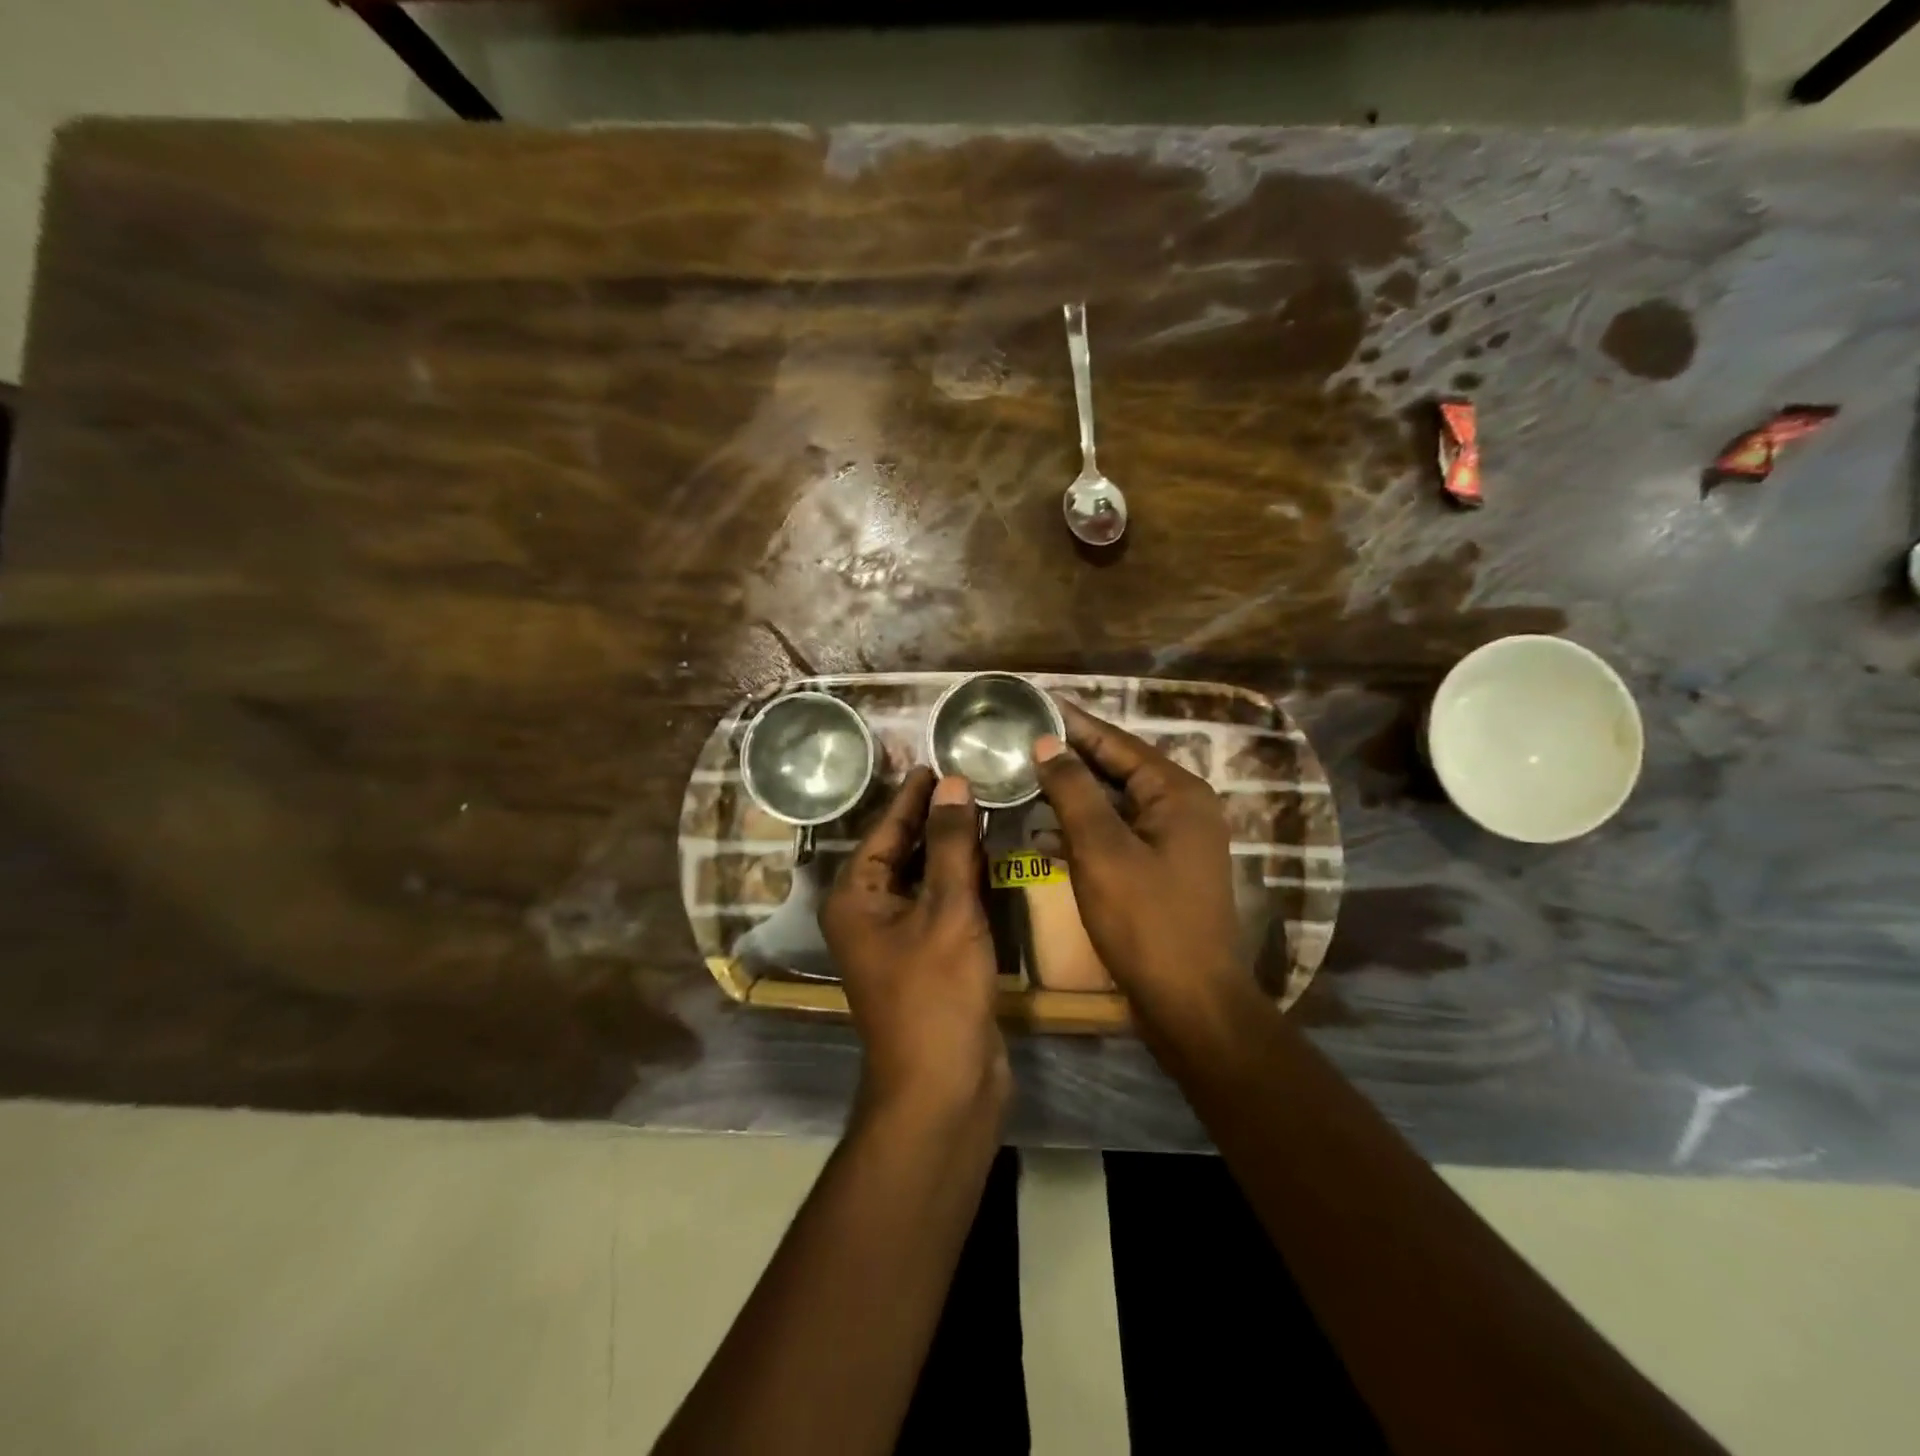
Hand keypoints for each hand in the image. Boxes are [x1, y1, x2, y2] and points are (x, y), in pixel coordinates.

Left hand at [820, 768, 1009, 1126]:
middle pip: (902, 850)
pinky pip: (941, 904)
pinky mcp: (926, 957)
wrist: (943, 1088)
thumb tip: (952, 783)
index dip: (912, 794)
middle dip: (934, 817)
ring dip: (951, 847)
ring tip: (982, 808)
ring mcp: (897, 938)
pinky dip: (961, 881)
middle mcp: (869, 912)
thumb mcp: (946, 909)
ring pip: (924, 877)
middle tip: (967, 777)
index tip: (934, 759)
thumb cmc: (937, 993)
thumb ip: (949, 844)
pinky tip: (988, 860)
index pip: (885, 828)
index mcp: (857, 896)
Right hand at [1032, 701, 1243, 1019]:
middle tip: (1018, 741)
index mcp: (1176, 793)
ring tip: (1021, 778)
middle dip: (1068, 757)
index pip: (1116, 742)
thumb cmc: (1146, 921)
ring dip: (1071, 795)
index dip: (1072, 722)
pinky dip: (1082, 831)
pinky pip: (1116, 835)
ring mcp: (1173, 842)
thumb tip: (1048, 743)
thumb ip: (1073, 791)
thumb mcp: (1102, 850)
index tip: (1032, 703)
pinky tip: (1042, 834)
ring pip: (1114, 804)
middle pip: (1116, 769)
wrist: (1191, 1003)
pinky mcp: (1160, 870)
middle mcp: (1181, 808)